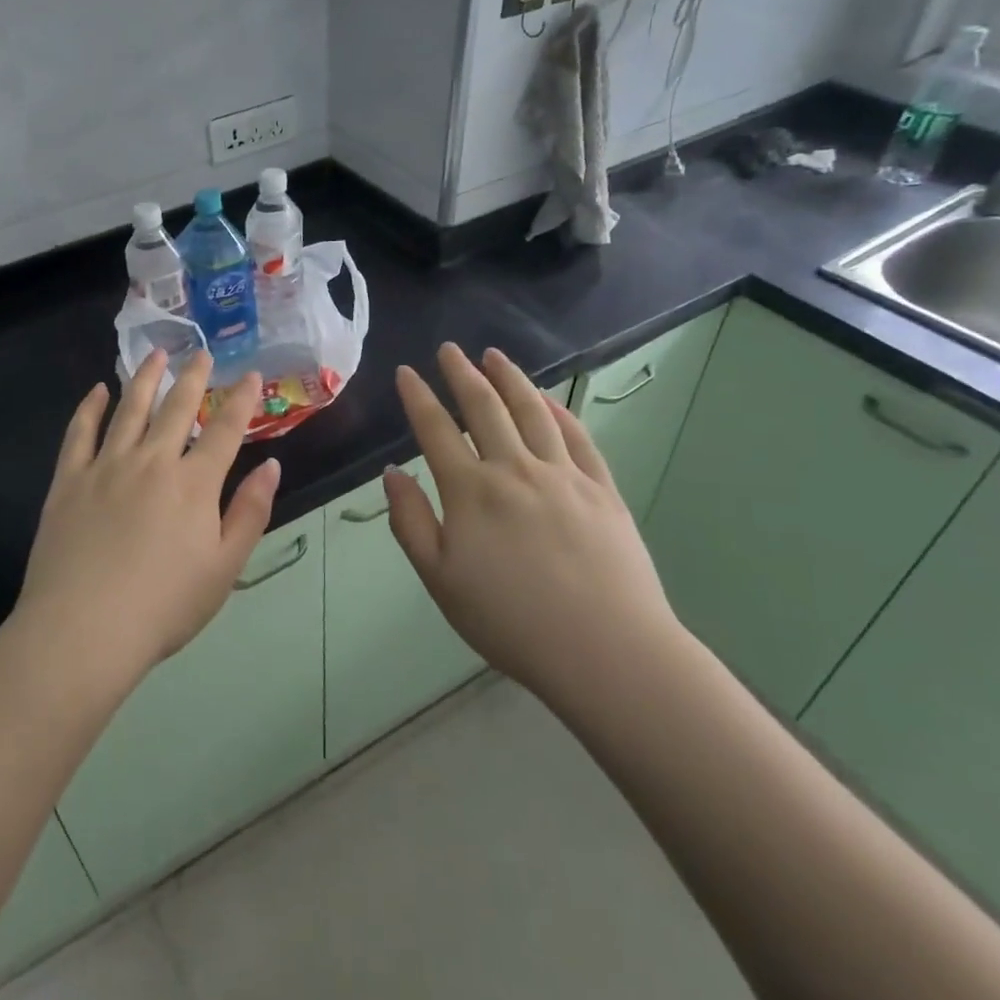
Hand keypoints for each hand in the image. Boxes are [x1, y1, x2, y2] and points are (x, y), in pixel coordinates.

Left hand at [14, 350, 280, 690]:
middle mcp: (152, 461)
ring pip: (129, 408)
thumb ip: (250, 512)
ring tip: (156, 354)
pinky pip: (80, 432)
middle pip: (176, 407)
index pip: (225, 430)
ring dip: (145, 377)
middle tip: (201, 353)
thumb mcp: (224, 567)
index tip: (250, 374)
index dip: (242, 400)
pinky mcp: (69, 479)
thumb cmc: (163, 606)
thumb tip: (271, 465)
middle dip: (194, 377)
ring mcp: (106, 466)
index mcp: (194, 484)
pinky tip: (98, 390)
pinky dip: (91, 407)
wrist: (83, 630)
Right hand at [383, 344, 681, 716]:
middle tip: (450, 349)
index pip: (436, 429)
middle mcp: (514, 469)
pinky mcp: (601, 489)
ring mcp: (563, 475)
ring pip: (532, 411)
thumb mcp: (440, 580)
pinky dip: (559, 411)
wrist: (606, 651)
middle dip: (462, 373)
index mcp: (470, 491)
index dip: (418, 396)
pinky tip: (548, 400)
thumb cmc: (511, 621)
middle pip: (484, 407)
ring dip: (510, 379)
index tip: (407, 372)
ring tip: (495, 356)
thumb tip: (392, 473)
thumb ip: (410, 522)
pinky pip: (577, 437)